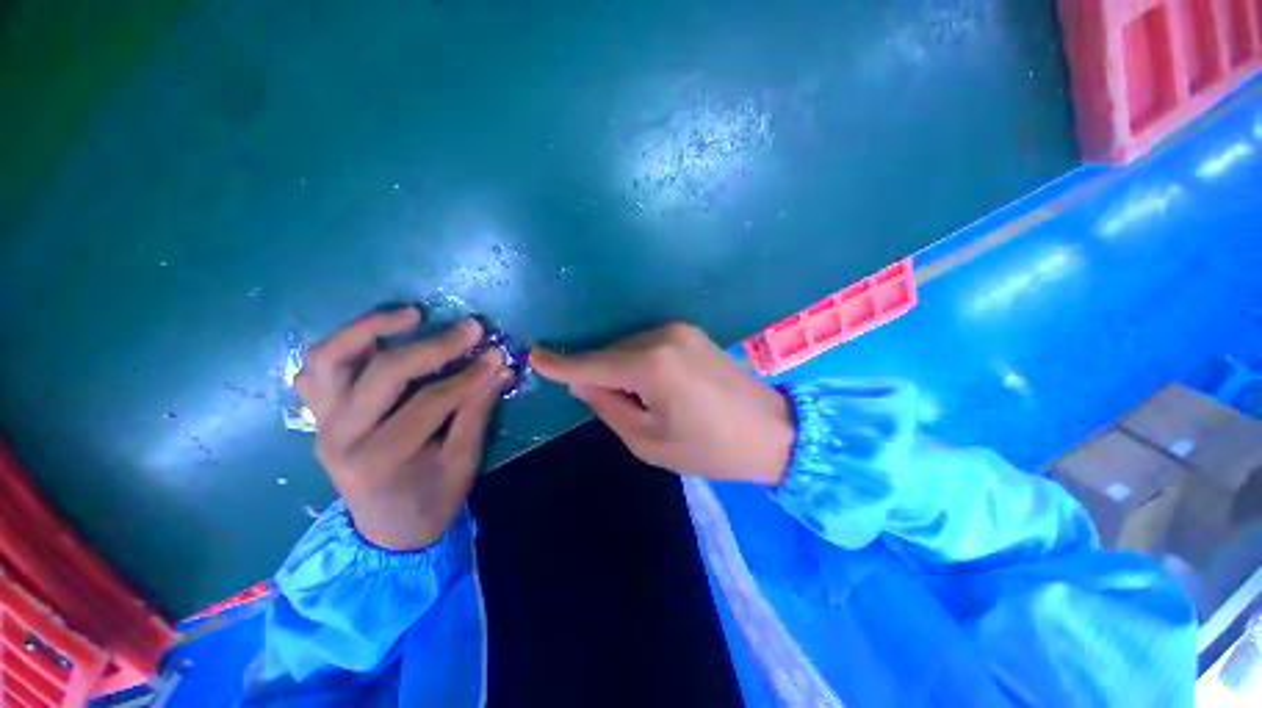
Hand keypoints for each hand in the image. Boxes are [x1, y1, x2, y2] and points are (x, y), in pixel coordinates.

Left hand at [296, 308, 510, 549]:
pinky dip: (345, 345)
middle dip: (434, 346)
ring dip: (370, 329)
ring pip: (330, 359)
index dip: (470, 375)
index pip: (430, 402)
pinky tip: (377, 337)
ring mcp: (322, 423)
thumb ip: (478, 411)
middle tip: (471, 329)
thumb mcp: (463, 463)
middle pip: (383, 374)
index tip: (499, 355)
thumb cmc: (430, 502)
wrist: (386, 532)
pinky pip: (317, 369)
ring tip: (412, 315)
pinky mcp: (319, 415)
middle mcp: (340, 436)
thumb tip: (500, 368)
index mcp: (379, 459)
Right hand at [531, 323, 793, 485]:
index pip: (593, 363)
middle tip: (611, 405)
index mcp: (652, 365)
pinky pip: (648, 344)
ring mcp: (679, 329)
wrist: (771, 432)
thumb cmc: (709, 448)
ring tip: (642, 400)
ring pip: (628, 347)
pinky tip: (655, 385)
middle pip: (610, 353)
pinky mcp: (690, 331)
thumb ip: (608, 405)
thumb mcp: (648, 441)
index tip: (534, 357)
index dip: (561, 364)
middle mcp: (662, 336)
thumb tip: (582, 381)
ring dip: (621, 369)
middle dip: (599, 374)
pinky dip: (638, 362)